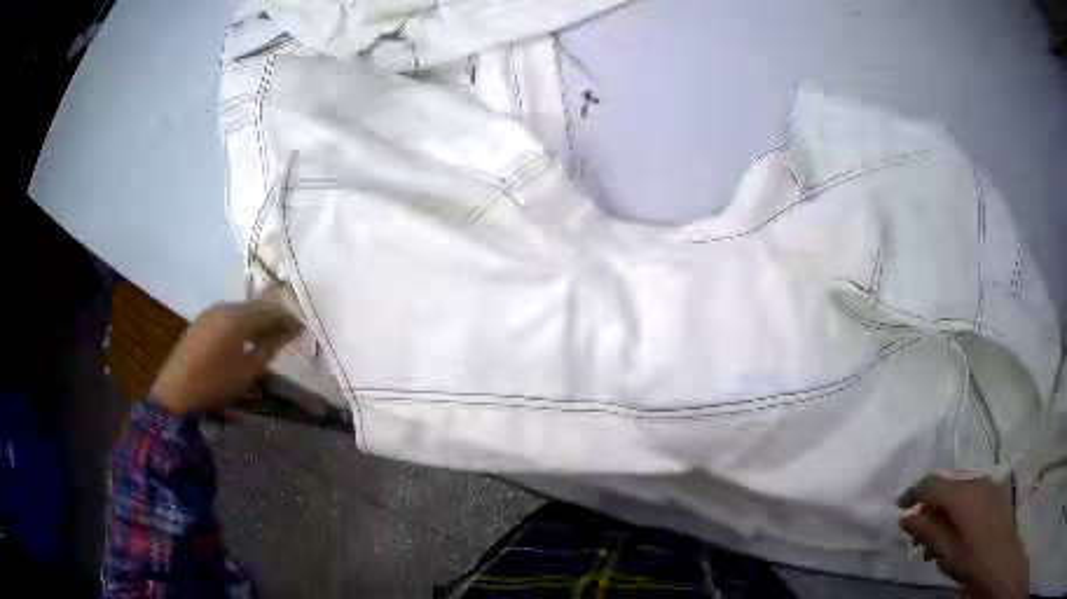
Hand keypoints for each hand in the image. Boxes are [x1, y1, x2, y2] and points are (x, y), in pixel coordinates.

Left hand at [149, 296, 302, 415]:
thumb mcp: (247, 371)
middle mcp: (225, 307)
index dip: (288, 318)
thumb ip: (268, 349)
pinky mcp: (202, 321)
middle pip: (256, 306)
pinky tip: (246, 338)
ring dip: (258, 320)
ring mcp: (211, 312)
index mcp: (238, 317)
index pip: (271, 310)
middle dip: (274, 316)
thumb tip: (286, 334)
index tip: (302, 328)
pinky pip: (229, 315)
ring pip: (242, 310)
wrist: (177, 390)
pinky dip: (243, 323)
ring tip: (270, 336)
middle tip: (289, 331)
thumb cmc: (215, 383)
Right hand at [897, 473, 1027, 598]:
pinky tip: (956, 531)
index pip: (931, 484)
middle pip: (945, 485)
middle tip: (917, 535)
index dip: (912, 493)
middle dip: (928, 506)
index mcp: (963, 495)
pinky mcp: (995, 490)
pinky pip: (971, 492)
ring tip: (936, 540)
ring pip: (958, 489)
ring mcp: (988, 483)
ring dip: (943, 509)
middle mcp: (976, 480)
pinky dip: (958, 508)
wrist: (1001, 560)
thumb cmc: (972, 560)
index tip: (898, 508)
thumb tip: (906, 518)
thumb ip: (927, 532)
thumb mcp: (946, 553)